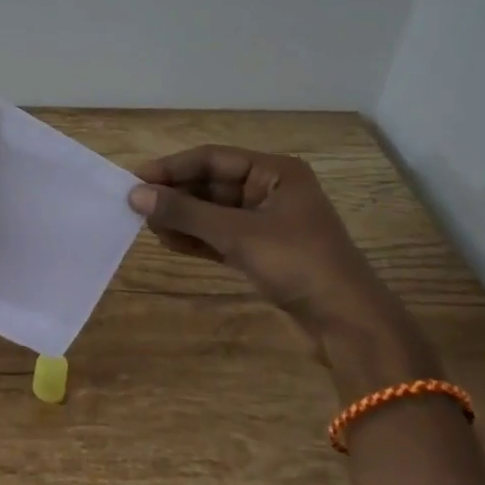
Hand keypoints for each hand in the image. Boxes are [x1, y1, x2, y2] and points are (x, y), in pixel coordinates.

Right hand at [129, 146, 399, 345]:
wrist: (349, 325)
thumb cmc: (298, 264)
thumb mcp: (238, 234)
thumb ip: (185, 213)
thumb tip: (135, 195)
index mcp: (275, 172)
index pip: (213, 159)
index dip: (173, 167)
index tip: (136, 179)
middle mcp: (271, 190)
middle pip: (211, 184)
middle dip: (176, 195)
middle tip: (136, 206)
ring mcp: (267, 223)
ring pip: (214, 212)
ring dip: (183, 218)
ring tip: (148, 227)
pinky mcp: (263, 252)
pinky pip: (221, 236)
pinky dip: (197, 238)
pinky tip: (169, 242)